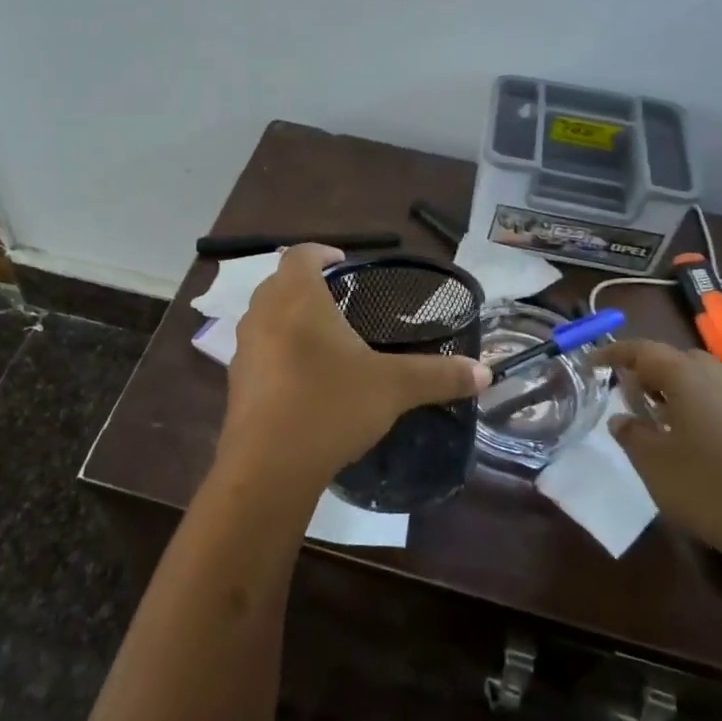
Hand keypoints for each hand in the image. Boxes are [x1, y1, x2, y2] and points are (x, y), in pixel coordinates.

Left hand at [221, 245, 490, 493]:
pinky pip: (258, 352)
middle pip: (280, 282)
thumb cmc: (330, 406)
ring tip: (325, 342)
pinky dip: (278, 353)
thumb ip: (439, 375)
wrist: (268, 468)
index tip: (345, 265)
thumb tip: (485, 373)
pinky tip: (304, 381)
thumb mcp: (393, 387)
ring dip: (289, 319)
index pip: (301, 253)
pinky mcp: (236, 383)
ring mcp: (243, 349)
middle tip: (341, 303)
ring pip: (265, 317)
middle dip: (307, 286)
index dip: (323, 253)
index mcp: (297, 298)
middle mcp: (263, 313)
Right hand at [595, 339, 721, 572]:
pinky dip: (693, 401)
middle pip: (675, 358)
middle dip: (647, 368)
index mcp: (688, 377)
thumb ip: (630, 432)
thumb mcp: (651, 461)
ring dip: (671, 385)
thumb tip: (620, 418)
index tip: (591, 363)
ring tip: (652, 412)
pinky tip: (684, 432)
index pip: (644, 350)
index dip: (614, 353)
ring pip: (699, 376)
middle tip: (625, 391)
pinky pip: (716, 397)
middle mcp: (718, 378)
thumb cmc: (704, 486)